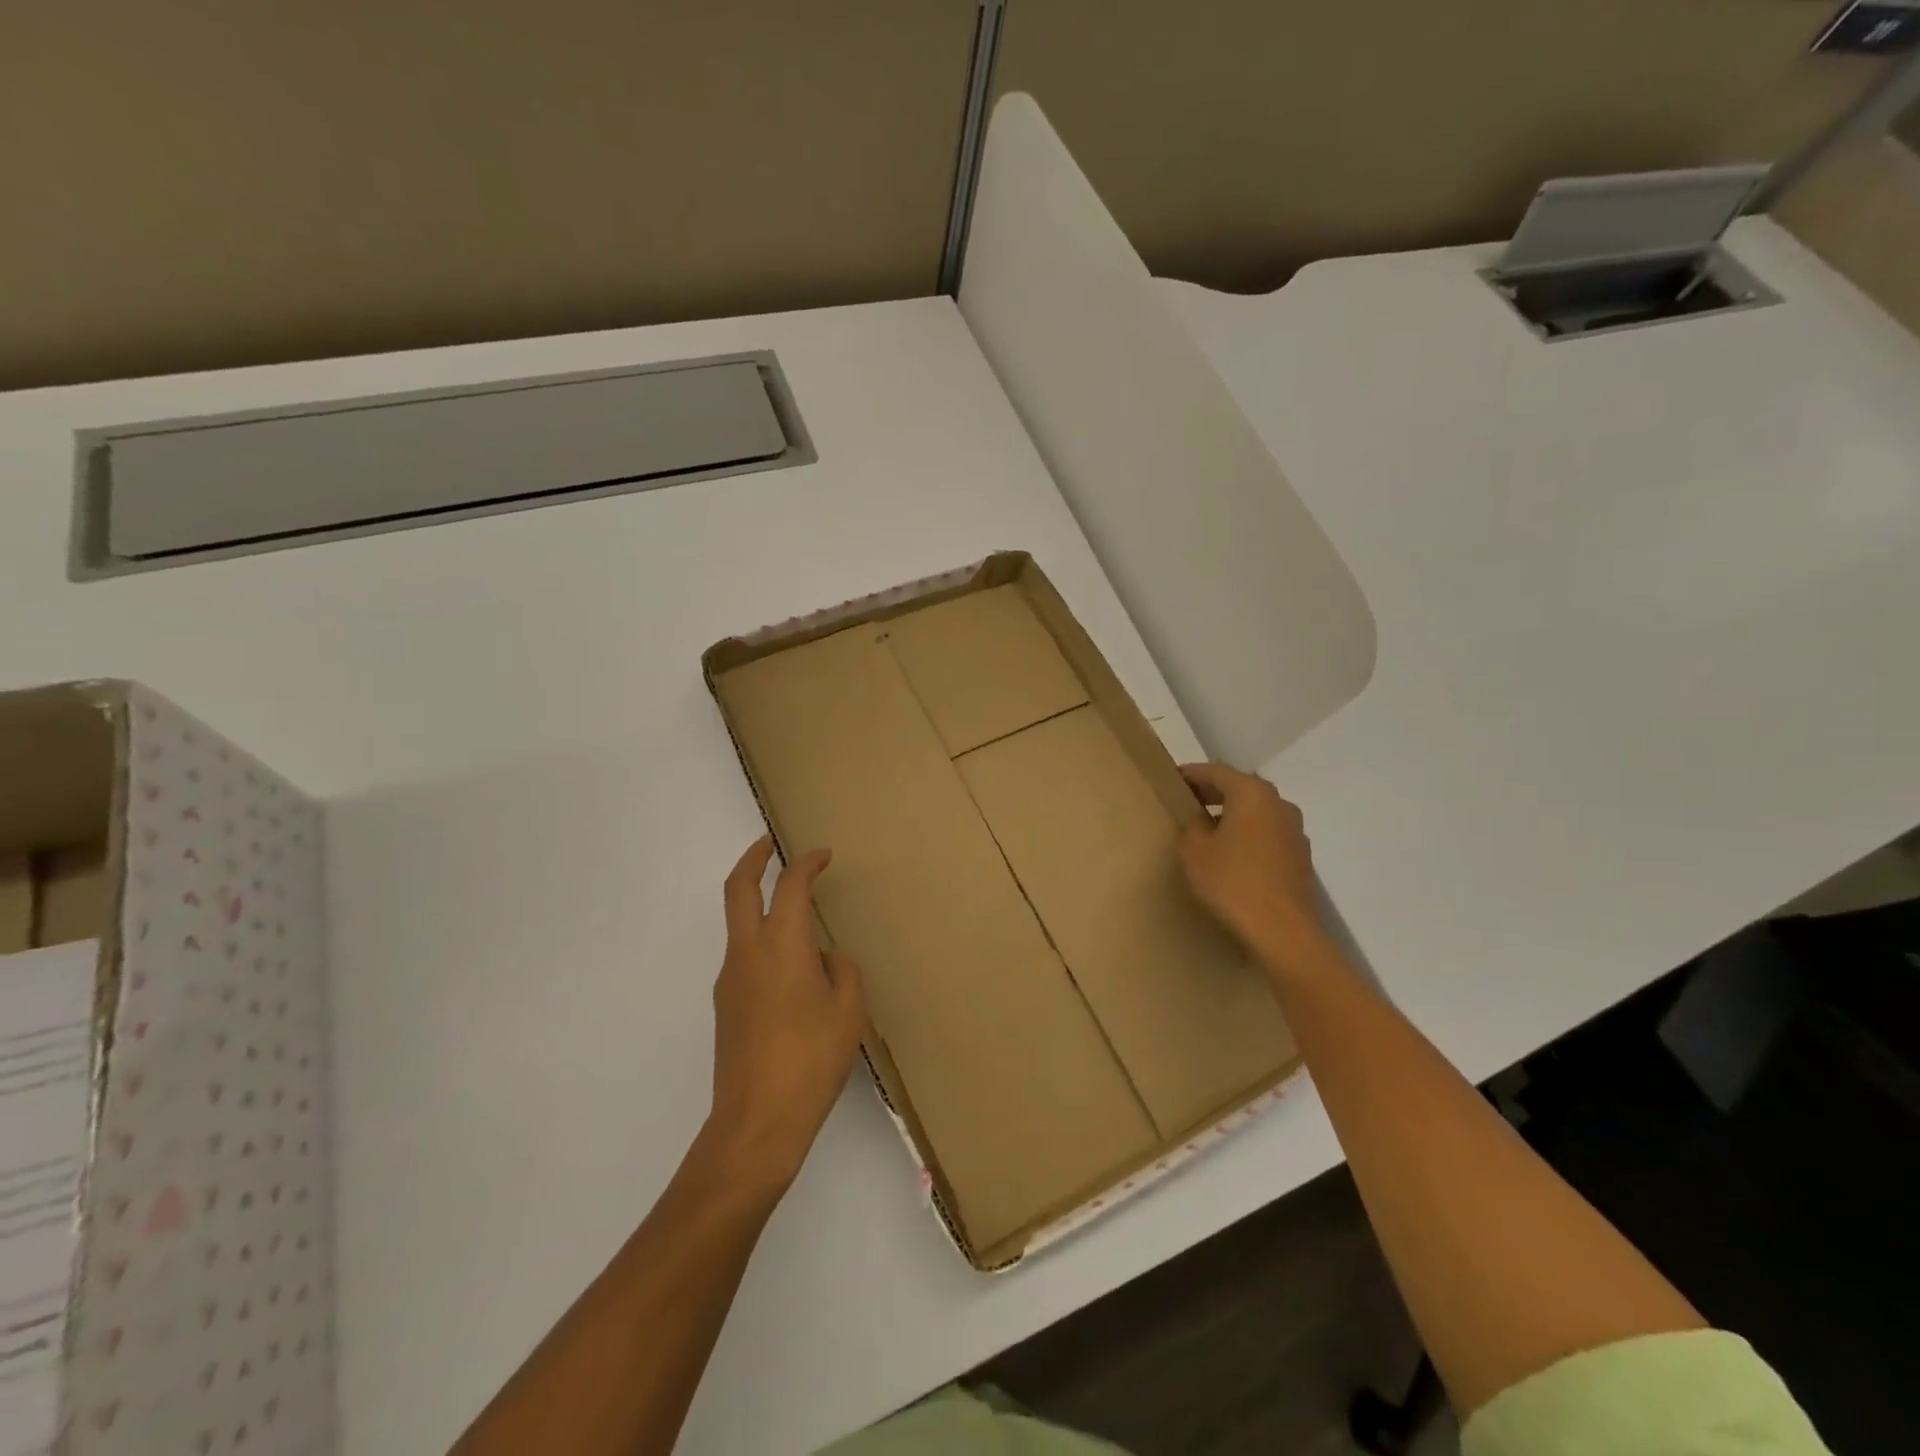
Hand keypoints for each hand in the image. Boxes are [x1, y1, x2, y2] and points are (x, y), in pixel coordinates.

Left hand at [706, 837, 867, 1194]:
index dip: (807, 863)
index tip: (823, 855)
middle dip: (754, 859)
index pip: (791, 885)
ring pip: (739, 924)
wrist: (756, 1122)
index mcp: (782, 944)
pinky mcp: (725, 1007)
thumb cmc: (811, 1059)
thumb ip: (842, 971)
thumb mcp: (849, 1010)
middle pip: (738, 888)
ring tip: (797, 918)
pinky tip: (792, 972)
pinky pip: (745, 958)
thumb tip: (825, 958)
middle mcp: (748, 952)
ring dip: (758, 905)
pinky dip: (764, 943)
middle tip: (769, 844)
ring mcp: (730, 979)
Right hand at [1177, 763, 1333, 982]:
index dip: (1191, 774)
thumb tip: (1200, 821)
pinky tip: (1232, 857)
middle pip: (1240, 788)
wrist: (1282, 932)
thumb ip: (1191, 826)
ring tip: (1207, 832)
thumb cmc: (1232, 883)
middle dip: (1213, 793)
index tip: (1172, 781)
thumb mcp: (1193, 851)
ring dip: (1233, 815)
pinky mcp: (1300, 857)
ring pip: (1256, 812)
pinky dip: (1248, 836)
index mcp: (1252, 793)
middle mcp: (1279, 804)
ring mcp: (1294, 831)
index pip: (1216, 771)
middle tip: (1186, 803)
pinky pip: (1267, 835)